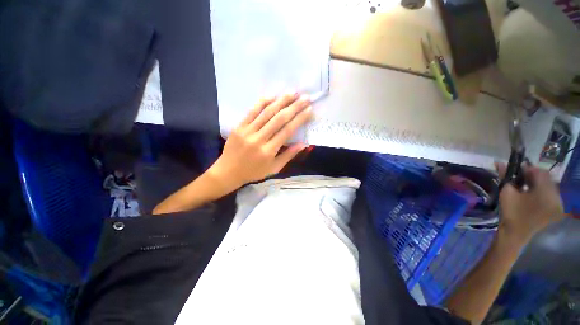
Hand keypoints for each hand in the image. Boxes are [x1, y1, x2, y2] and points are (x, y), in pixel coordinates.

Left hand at [208, 93, 312, 191]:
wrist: (228, 171)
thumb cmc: (254, 172)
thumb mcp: (274, 168)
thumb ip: (288, 155)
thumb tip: (303, 144)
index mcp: (269, 151)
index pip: (287, 131)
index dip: (299, 119)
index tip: (309, 110)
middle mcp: (259, 139)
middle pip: (279, 119)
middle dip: (294, 107)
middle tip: (305, 97)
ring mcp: (247, 131)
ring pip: (266, 113)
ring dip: (281, 101)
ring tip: (292, 92)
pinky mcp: (239, 127)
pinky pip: (251, 112)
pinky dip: (262, 103)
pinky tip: (272, 95)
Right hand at [496, 163, 563, 244]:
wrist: (515, 234)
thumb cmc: (511, 212)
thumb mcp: (506, 192)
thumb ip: (505, 176)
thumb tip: (500, 162)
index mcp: (546, 193)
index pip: (540, 172)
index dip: (528, 168)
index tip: (516, 170)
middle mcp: (557, 196)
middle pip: (546, 178)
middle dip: (533, 175)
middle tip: (519, 177)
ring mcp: (558, 204)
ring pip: (548, 185)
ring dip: (536, 182)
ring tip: (524, 185)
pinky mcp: (556, 208)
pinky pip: (550, 193)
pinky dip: (540, 190)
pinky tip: (531, 193)